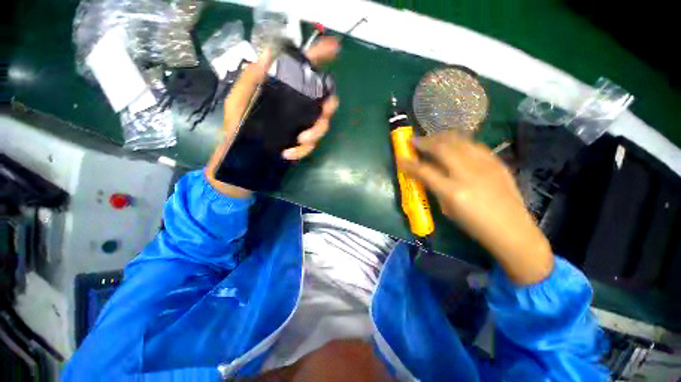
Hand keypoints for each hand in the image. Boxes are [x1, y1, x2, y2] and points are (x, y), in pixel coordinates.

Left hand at [206, 37, 339, 197]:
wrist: (239, 156)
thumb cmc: (236, 125)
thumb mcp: (240, 97)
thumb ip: (253, 78)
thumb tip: (269, 53)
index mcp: (285, 93)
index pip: (305, 72)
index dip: (320, 59)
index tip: (334, 49)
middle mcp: (297, 108)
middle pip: (325, 102)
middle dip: (329, 106)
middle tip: (324, 111)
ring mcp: (301, 127)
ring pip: (322, 126)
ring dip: (316, 132)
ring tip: (300, 140)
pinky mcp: (300, 145)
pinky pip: (310, 147)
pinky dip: (302, 150)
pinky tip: (288, 154)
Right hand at [398, 132, 553, 284]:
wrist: (513, 230)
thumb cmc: (475, 225)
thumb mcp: (448, 210)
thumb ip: (435, 189)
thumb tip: (425, 175)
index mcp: (453, 191)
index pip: (424, 171)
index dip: (409, 163)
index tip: (400, 158)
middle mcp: (468, 173)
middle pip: (441, 148)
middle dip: (424, 142)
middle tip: (414, 141)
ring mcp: (485, 165)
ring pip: (459, 141)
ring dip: (441, 137)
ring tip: (432, 138)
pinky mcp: (496, 162)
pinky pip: (473, 144)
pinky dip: (459, 141)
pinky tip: (454, 144)